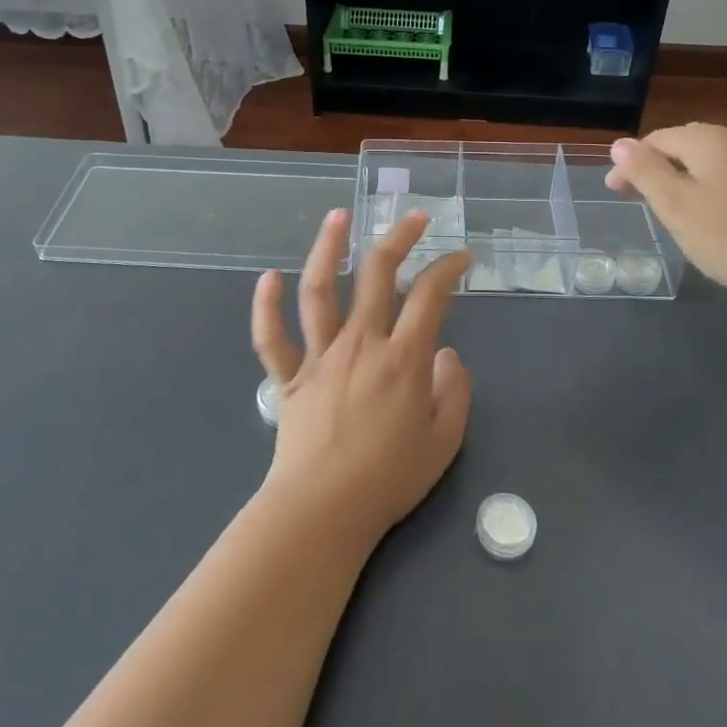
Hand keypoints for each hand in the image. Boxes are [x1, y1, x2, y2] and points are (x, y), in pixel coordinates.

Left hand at [251, 208, 473, 547]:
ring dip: (329, 248)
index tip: (461, 257)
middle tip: (414, 218)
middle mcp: (360, 344)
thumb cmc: (389, 479)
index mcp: (403, 358)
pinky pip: (271, 337)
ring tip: (338, 216)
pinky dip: (265, 306)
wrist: (324, 510)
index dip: (448, 267)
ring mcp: (319, 357)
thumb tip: (447, 355)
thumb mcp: (443, 441)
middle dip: (399, 239)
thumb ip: (454, 392)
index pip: (430, 295)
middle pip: (378, 275)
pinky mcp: (288, 378)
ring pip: (320, 290)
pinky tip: (268, 277)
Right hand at [605, 121, 726, 304]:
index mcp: (708, 140)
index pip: (658, 141)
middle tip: (648, 195)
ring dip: (707, 161)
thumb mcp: (674, 206)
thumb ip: (645, 171)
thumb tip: (620, 144)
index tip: (616, 191)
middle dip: (666, 162)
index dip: (632, 163)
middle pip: (693, 140)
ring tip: (698, 185)